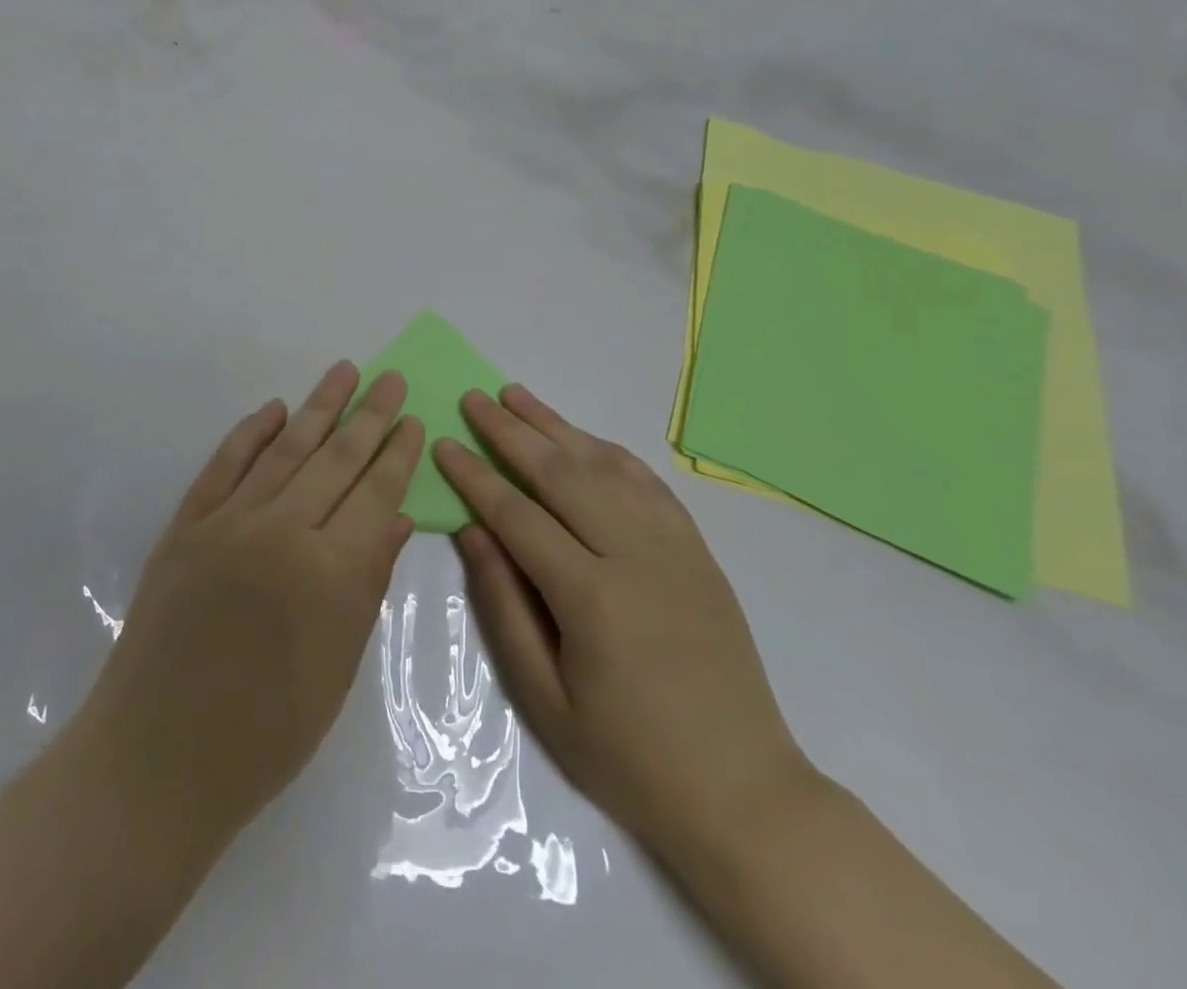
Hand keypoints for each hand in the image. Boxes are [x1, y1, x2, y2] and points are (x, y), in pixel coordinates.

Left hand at [82, 361, 422, 848]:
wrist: (158, 755)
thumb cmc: (266, 732)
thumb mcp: (338, 666)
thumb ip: (369, 583)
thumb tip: (398, 518)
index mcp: (328, 572)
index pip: (375, 494)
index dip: (398, 455)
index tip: (414, 420)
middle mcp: (281, 531)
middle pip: (335, 458)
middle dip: (369, 415)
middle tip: (390, 377)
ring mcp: (227, 522)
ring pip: (284, 449)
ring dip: (318, 407)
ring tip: (344, 371)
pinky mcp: (186, 525)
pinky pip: (224, 465)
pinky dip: (251, 433)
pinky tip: (274, 409)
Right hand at [437, 385, 812, 863]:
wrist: (742, 790)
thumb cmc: (628, 757)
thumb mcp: (545, 698)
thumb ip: (505, 607)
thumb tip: (474, 532)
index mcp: (591, 596)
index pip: (518, 514)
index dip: (475, 476)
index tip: (444, 443)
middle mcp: (634, 554)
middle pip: (560, 473)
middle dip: (510, 431)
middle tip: (473, 398)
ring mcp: (673, 546)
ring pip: (604, 465)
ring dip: (556, 425)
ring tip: (516, 396)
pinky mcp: (697, 550)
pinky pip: (647, 483)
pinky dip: (608, 451)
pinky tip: (583, 437)